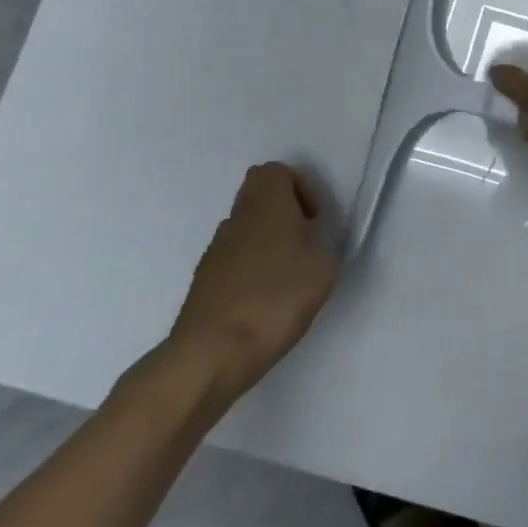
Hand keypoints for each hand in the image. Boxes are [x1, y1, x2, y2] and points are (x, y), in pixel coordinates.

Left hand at [164, 163, 341, 408]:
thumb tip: (315, 251)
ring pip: (244, 230)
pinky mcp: (202, 283)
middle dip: (283, 214)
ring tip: (286, 279)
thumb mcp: (324, 273)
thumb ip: (325, 251)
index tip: (313, 218)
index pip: (274, 171)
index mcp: (266, 207)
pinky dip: (249, 271)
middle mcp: (236, 220)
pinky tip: (263, 303)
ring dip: (266, 243)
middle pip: (256, 197)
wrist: (210, 355)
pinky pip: (232, 261)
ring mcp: (214, 252)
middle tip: (303, 243)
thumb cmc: (274, 301)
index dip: (298, 186)